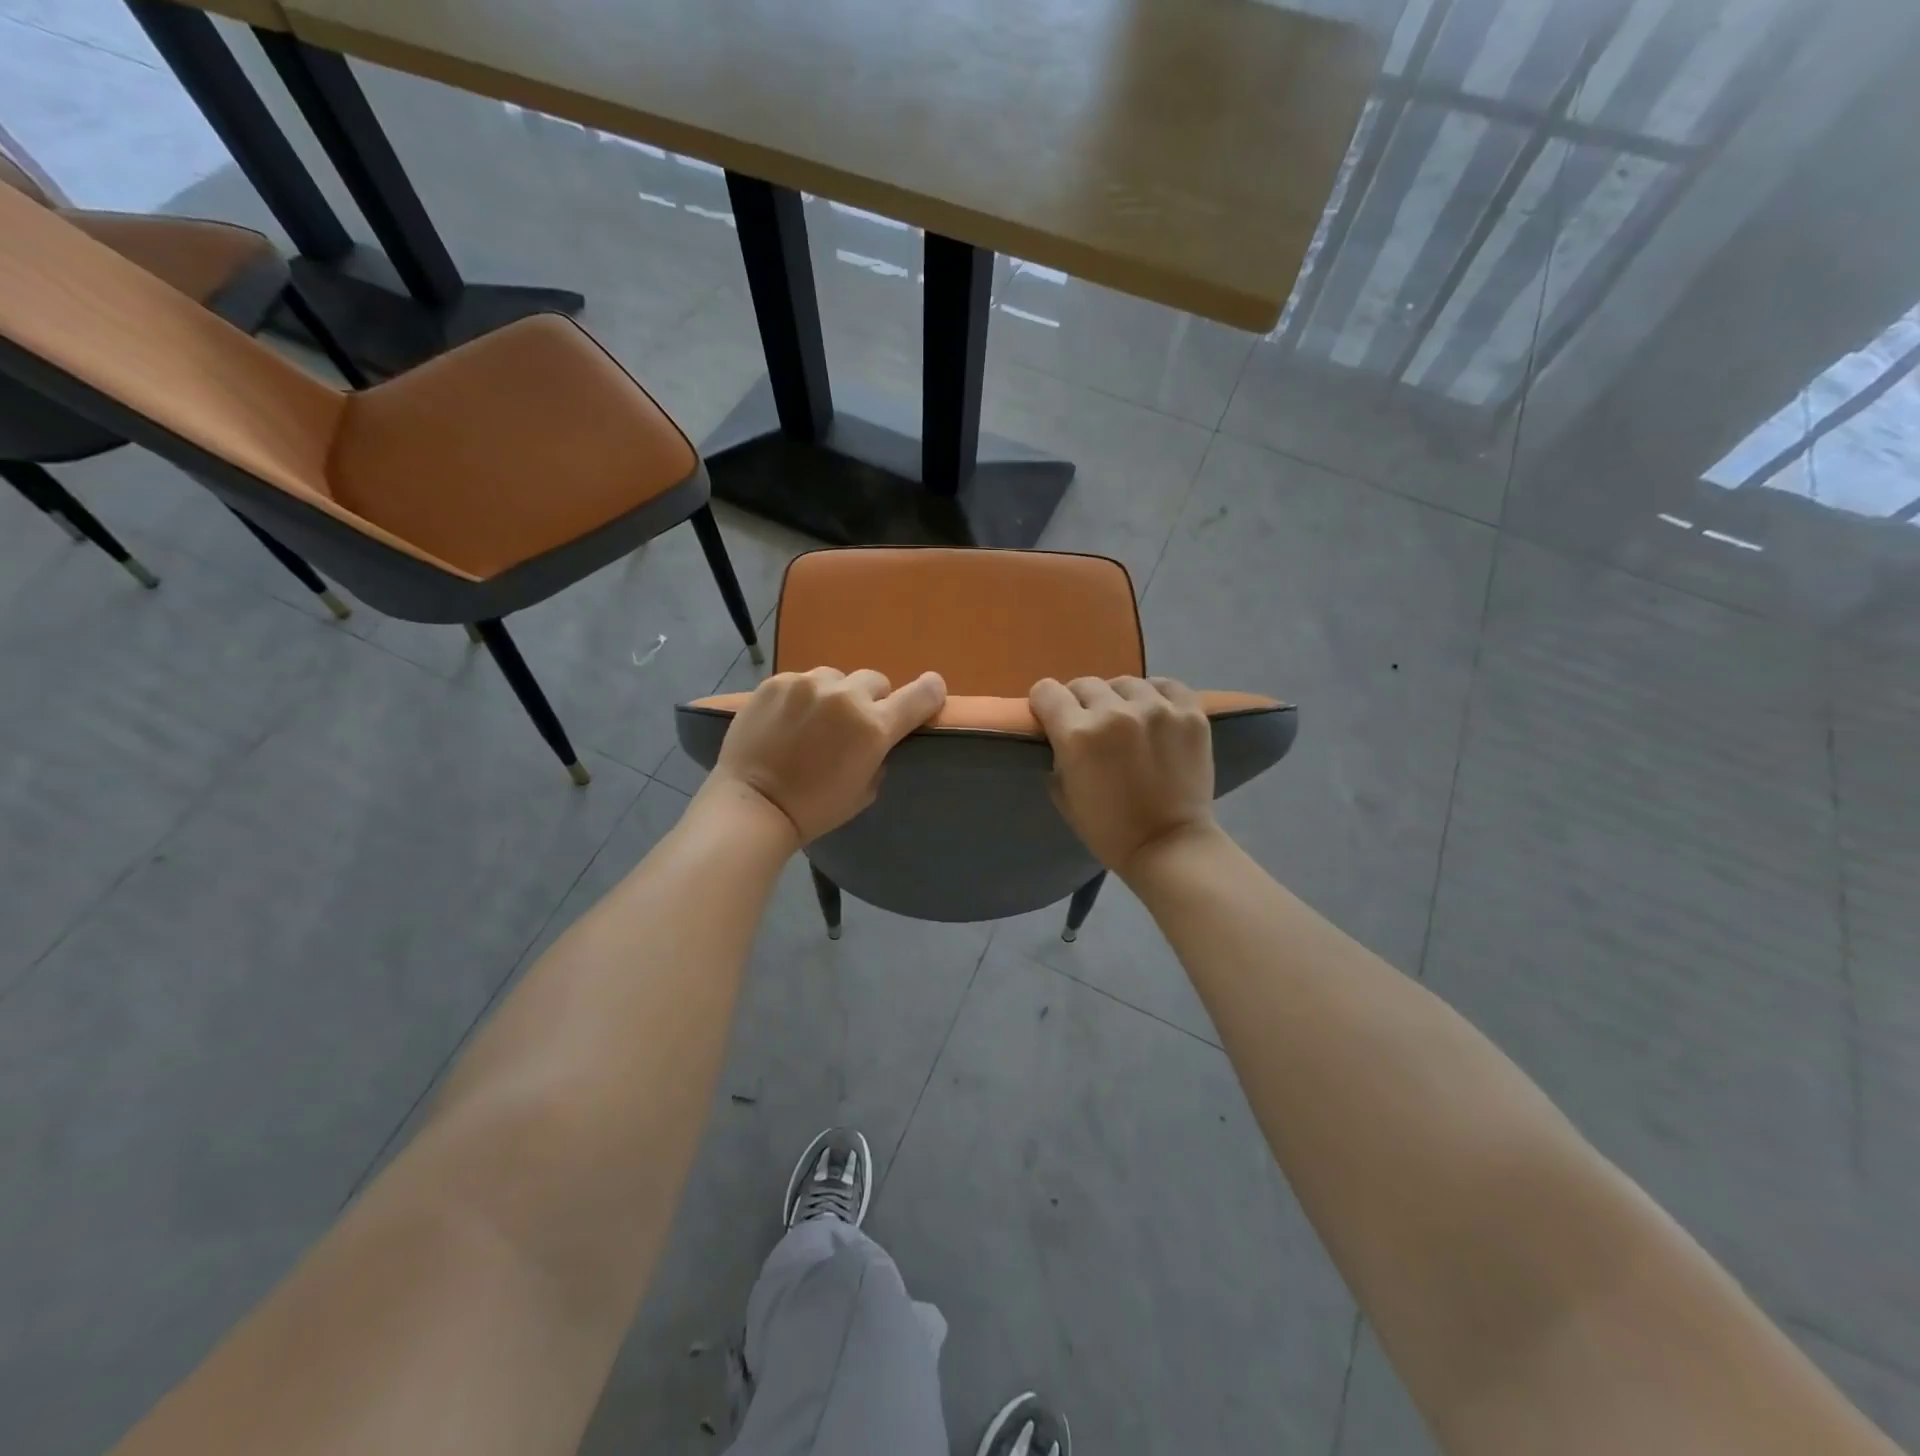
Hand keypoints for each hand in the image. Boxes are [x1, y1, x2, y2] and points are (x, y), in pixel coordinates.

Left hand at [705, 667, 946, 843]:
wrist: (753, 805)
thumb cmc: (814, 809)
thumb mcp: (865, 791)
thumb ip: (879, 755)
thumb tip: (876, 738)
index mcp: (873, 727)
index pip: (920, 695)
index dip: (930, 692)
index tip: (931, 691)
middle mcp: (845, 697)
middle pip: (876, 681)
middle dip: (871, 700)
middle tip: (852, 724)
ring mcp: (807, 684)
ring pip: (836, 678)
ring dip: (834, 695)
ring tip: (814, 721)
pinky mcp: (776, 682)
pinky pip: (801, 681)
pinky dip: (801, 697)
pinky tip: (787, 720)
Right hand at [1029, 676, 1217, 875]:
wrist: (1169, 847)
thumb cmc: (1108, 830)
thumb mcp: (1062, 794)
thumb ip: (1057, 754)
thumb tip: (1060, 732)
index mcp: (1078, 734)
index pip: (1046, 691)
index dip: (1045, 705)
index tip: (1052, 718)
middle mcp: (1115, 712)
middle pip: (1084, 684)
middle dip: (1080, 704)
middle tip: (1091, 728)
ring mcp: (1157, 709)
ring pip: (1124, 683)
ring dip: (1118, 699)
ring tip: (1127, 721)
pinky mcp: (1190, 713)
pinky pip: (1165, 685)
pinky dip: (1155, 696)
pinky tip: (1154, 713)